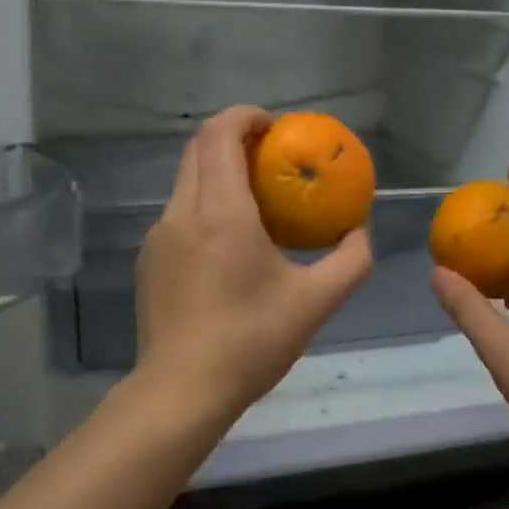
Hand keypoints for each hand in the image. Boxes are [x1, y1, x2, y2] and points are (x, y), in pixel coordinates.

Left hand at [135, 106, 374, 423]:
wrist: (181, 391)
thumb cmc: (251, 341)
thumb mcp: (316, 302)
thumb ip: (350, 261)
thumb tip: (359, 233)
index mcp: (221, 212)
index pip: (220, 134)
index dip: (246, 116)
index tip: (276, 128)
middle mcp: (182, 213)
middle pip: (199, 149)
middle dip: (234, 139)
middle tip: (270, 157)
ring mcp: (158, 237)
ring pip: (186, 182)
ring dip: (218, 173)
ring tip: (254, 200)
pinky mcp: (149, 261)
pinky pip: (179, 214)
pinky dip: (204, 205)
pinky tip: (229, 244)